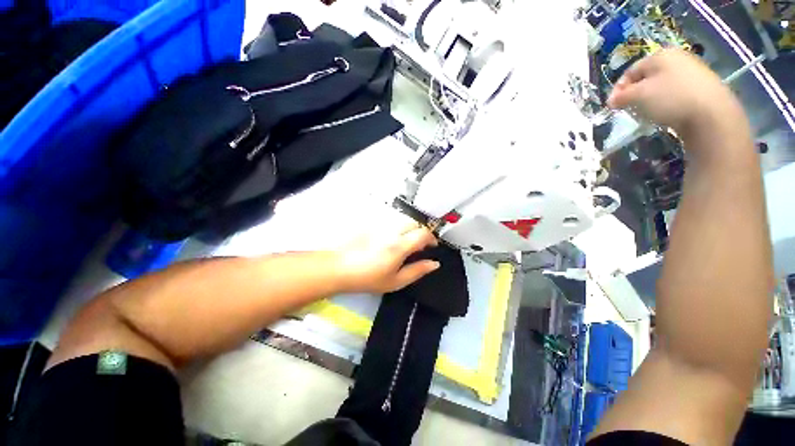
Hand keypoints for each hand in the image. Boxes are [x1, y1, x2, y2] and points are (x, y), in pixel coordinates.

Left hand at [335, 222, 439, 293]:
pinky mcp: (373, 224)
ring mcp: (381, 226)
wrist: (339, 268)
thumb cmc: (368, 278)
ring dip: (409, 229)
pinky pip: (390, 222)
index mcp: (400, 246)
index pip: (423, 233)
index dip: (432, 238)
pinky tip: (390, 240)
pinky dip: (397, 228)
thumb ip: (417, 271)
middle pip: (414, 223)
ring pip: (402, 221)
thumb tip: (434, 263)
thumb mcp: (395, 281)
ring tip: (405, 243)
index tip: (432, 247)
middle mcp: (392, 231)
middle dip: (421, 232)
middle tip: (419, 245)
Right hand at [607, 49, 744, 140]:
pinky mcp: (702, 88)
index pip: (631, 70)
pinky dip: (666, 102)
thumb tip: (612, 100)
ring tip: (646, 113)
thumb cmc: (670, 98)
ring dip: (650, 99)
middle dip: (635, 93)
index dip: (618, 88)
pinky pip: (675, 93)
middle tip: (628, 109)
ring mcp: (693, 72)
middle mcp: (677, 59)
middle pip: (647, 77)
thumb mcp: (638, 96)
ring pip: (661, 85)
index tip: (612, 105)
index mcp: (660, 55)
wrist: (711, 114)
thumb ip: (621, 96)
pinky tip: (666, 113)